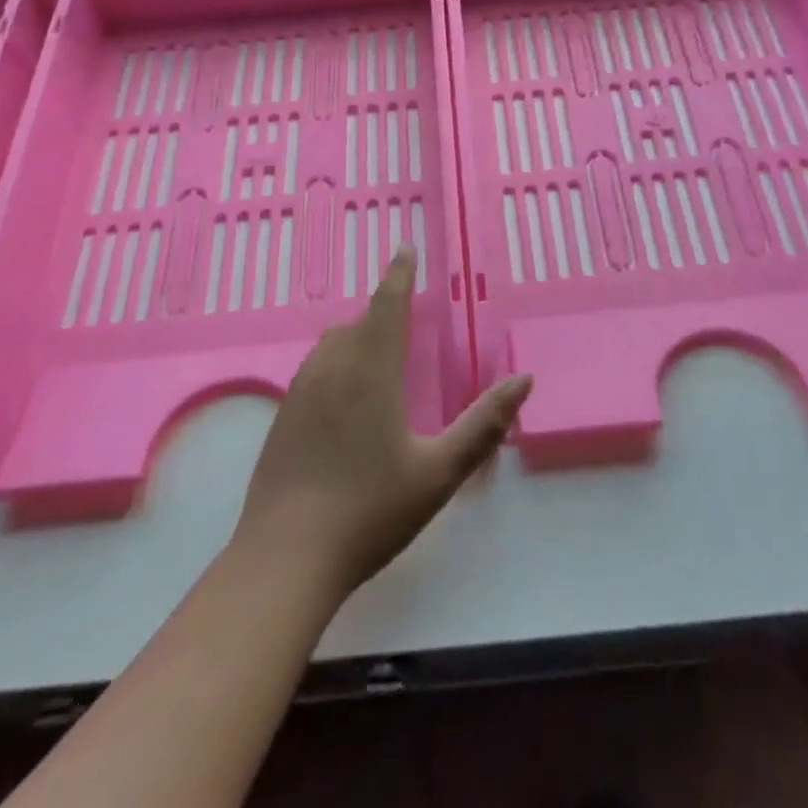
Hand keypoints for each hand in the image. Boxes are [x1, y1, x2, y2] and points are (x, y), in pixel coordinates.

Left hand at [232, 247, 532, 602]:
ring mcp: (301, 393)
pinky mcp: (282, 418)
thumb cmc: (370, 511)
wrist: (285, 559)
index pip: (388, 304)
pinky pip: (314, 369)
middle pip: (358, 322)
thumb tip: (524, 379)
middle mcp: (332, 369)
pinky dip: (335, 362)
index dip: (399, 274)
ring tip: (376, 349)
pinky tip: (343, 395)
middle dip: (382, 309)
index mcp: (371, 371)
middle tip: (404, 313)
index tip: (404, 247)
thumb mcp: (439, 471)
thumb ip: (484, 424)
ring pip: (331, 344)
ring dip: (356, 335)